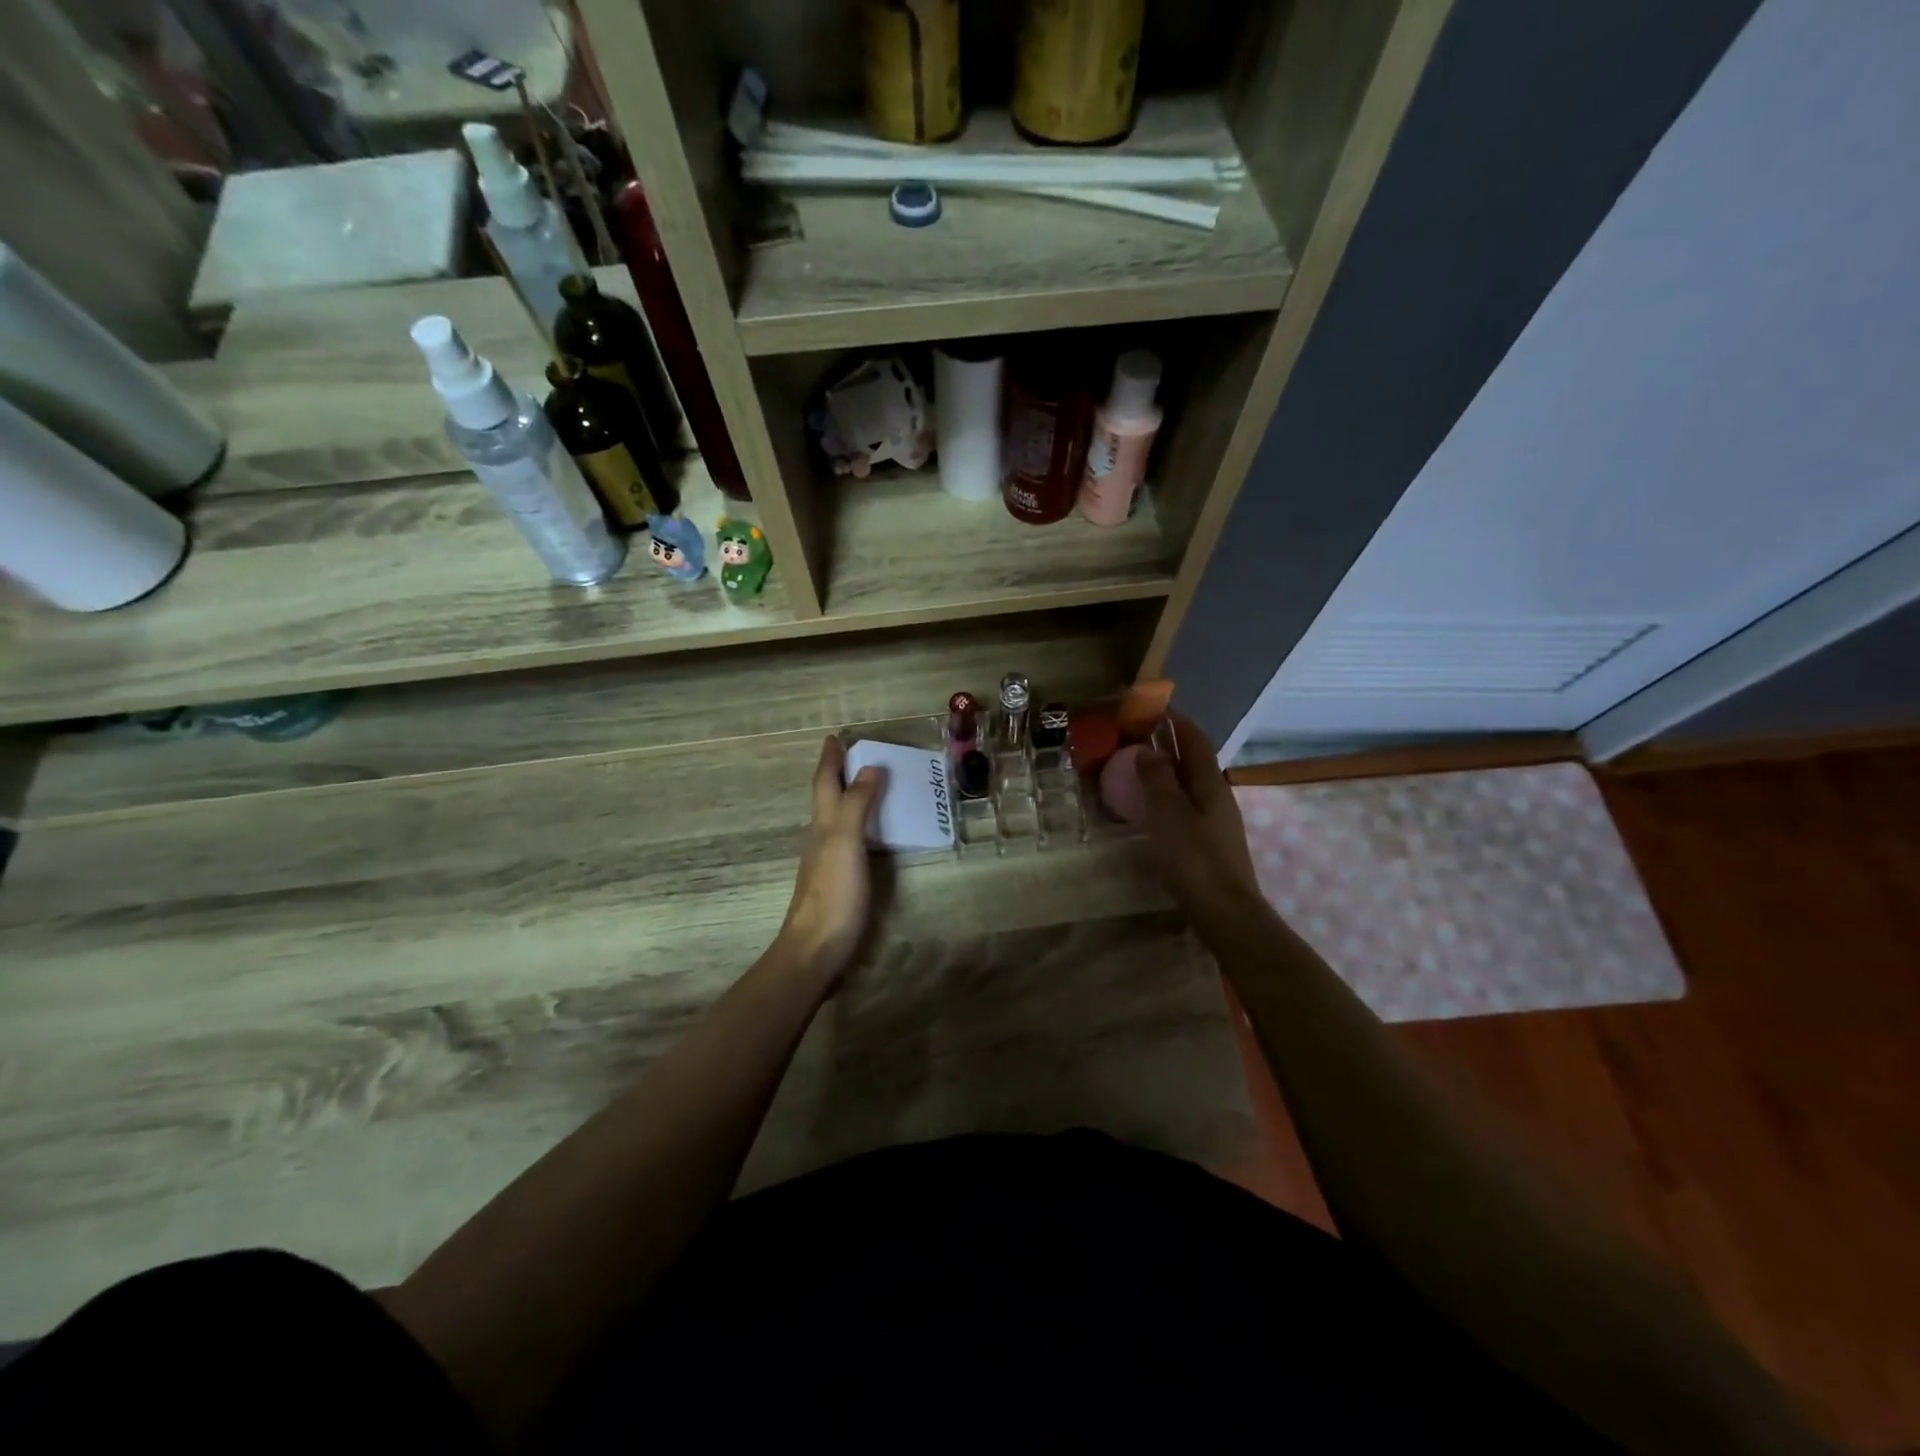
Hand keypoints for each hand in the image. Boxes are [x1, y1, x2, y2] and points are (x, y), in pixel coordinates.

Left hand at [778, 736, 884, 988]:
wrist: (816, 949)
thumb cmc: (832, 893)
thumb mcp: (845, 842)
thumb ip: (857, 804)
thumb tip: (871, 767)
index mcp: (823, 824)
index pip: (825, 782)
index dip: (830, 759)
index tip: (836, 736)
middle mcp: (822, 837)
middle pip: (828, 797)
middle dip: (839, 773)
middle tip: (858, 754)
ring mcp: (828, 860)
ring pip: (837, 817)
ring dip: (850, 797)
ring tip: (872, 785)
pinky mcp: (839, 880)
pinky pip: (851, 839)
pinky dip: (861, 824)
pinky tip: (873, 832)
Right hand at [1135, 714, 1263, 924]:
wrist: (1225, 912)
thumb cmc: (1194, 859)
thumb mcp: (1169, 814)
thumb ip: (1158, 779)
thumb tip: (1149, 749)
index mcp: (1211, 784)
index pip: (1196, 741)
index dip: (1178, 722)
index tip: (1156, 707)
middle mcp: (1218, 797)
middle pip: (1195, 761)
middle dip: (1171, 744)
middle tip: (1139, 736)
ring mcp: (1217, 821)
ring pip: (1191, 784)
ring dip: (1169, 771)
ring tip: (1140, 767)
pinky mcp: (1210, 843)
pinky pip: (1187, 806)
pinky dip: (1169, 796)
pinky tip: (1153, 807)